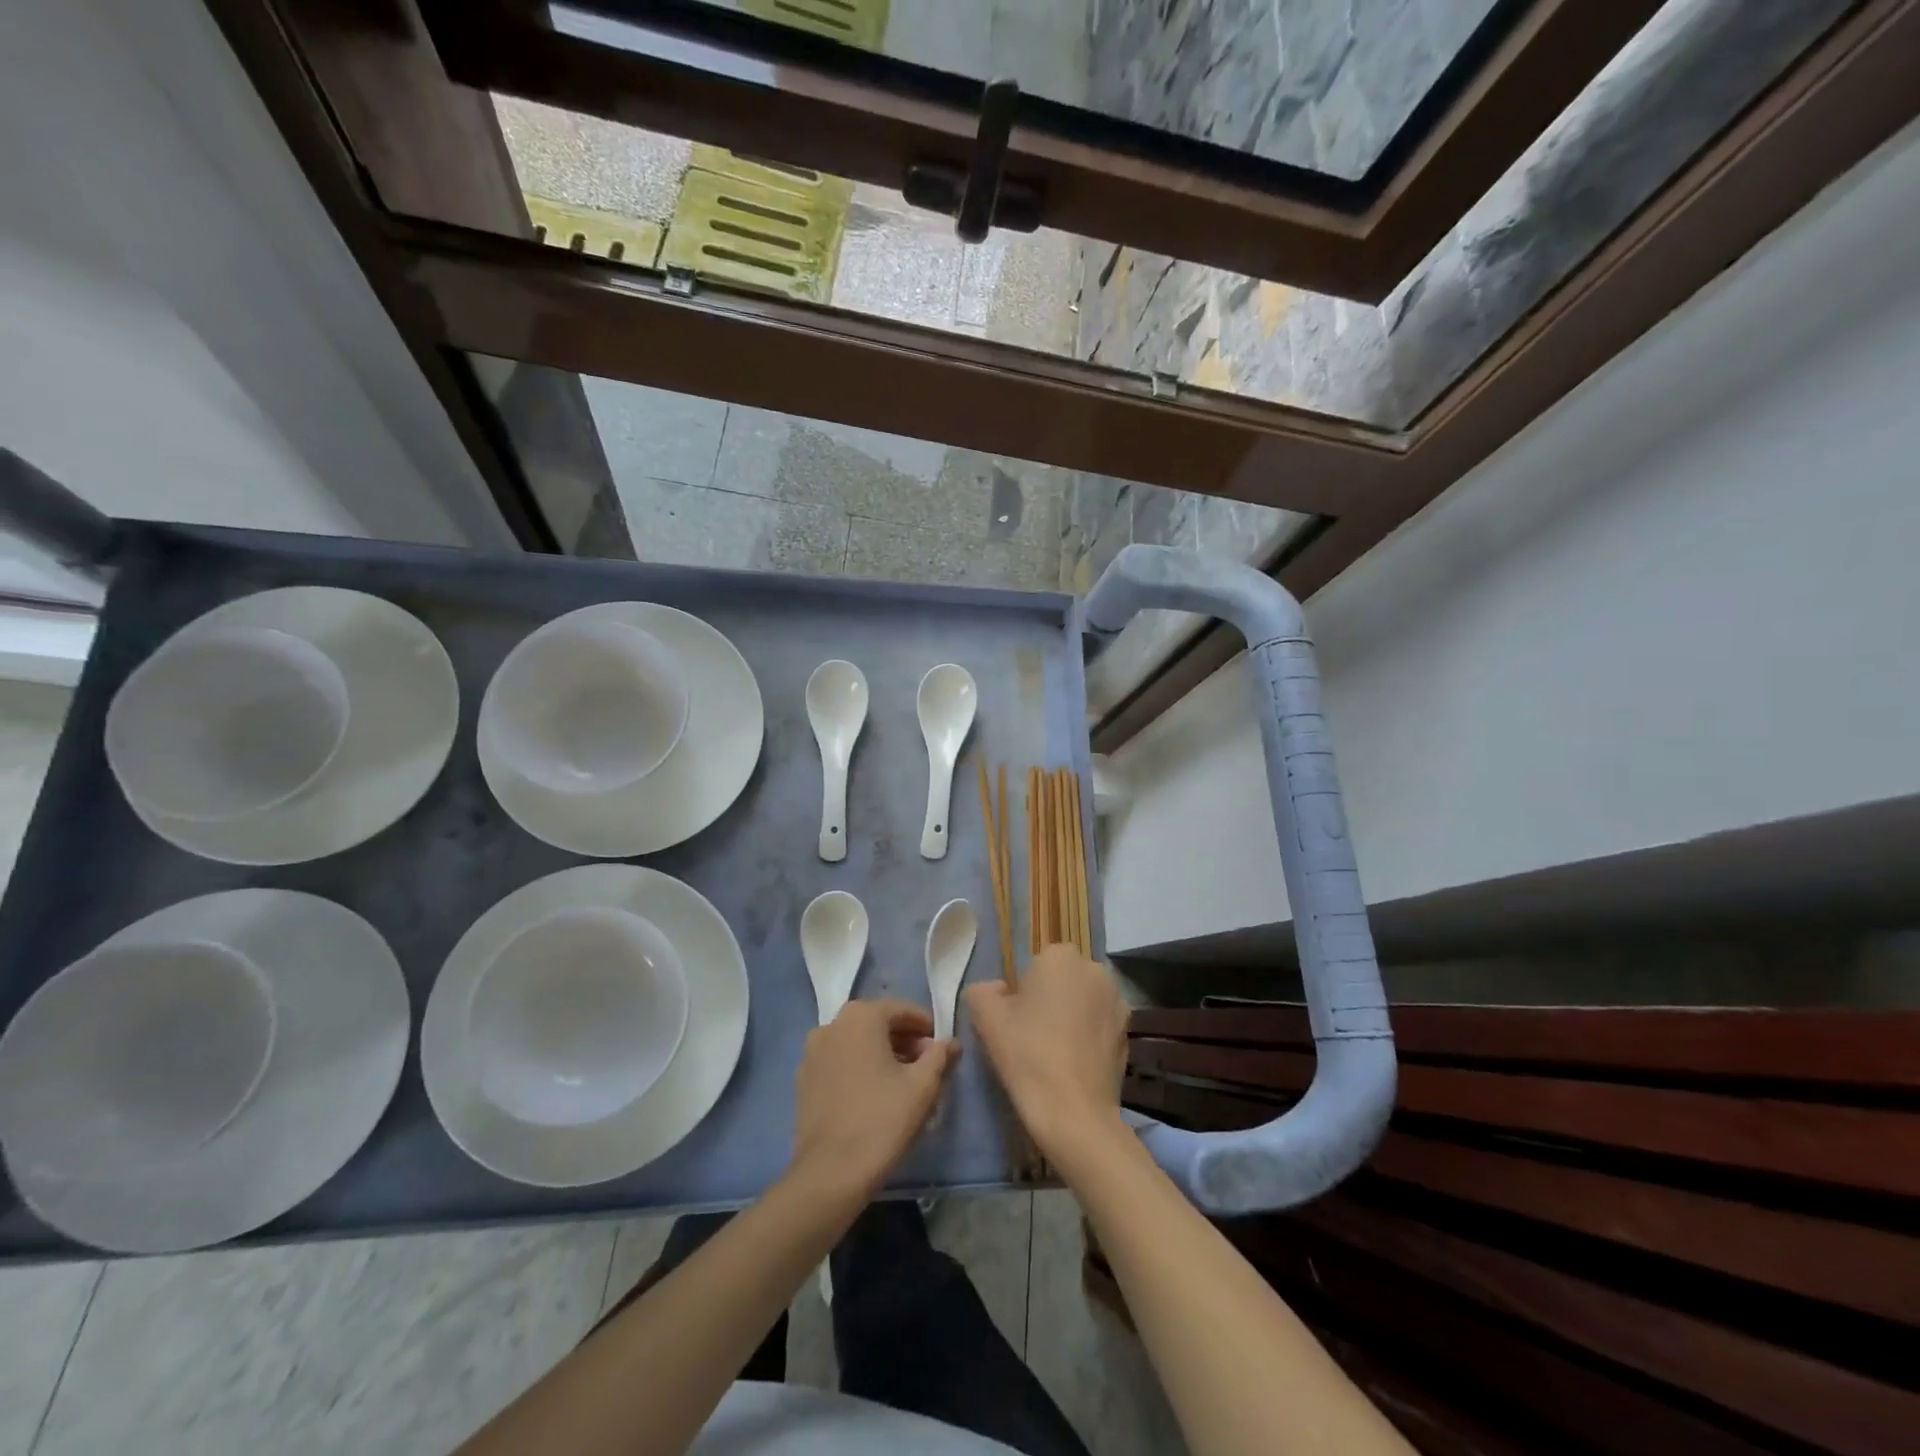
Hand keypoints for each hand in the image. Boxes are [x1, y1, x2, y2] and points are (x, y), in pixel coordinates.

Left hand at [788, 998, 958, 1201]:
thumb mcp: (922, 1086)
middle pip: (877, 1023)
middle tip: (926, 1065)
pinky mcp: (803, 1079)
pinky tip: (874, 1094)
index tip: (940, 1047)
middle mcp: (832, 1024)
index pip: (901, 1010)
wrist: (830, 1173)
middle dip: (904, 1040)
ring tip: (902, 1081)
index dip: (925, 1026)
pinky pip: (839, 1061)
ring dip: (881, 1053)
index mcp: (861, 1016)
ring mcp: (813, 1052)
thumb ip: (939, 1056)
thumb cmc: (882, 1120)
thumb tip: (951, 1042)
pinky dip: (859, 1067)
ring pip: (856, 1042)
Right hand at [965, 944, 1129, 1162]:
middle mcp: (1095, 969)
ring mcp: (1117, 1000)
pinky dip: (1088, 1036)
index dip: (1022, 991)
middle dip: (1049, 998)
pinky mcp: (1128, 1031)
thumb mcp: (985, 1018)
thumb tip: (997, 989)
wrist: (1074, 1112)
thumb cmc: (1027, 1054)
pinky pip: (1099, 1024)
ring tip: (1054, 1052)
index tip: (1015, 1020)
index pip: (1035, 964)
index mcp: (1060, 956)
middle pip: (1062, 979)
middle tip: (1031, 1035)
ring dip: (1071, 1015)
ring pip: (1083, 1000)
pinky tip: (1074, 1064)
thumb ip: (982, 990)